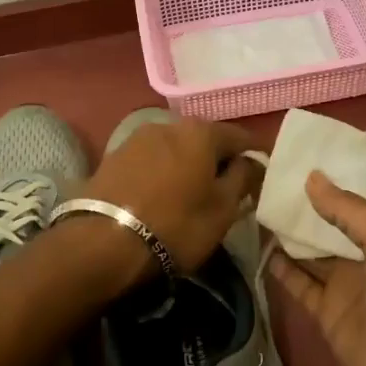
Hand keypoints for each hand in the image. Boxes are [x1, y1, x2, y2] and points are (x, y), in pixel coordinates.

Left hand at [82, 118, 262, 277]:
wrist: (103, 241)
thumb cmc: (176, 225)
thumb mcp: (222, 209)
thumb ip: (243, 178)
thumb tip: (252, 162)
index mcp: (200, 131)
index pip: (239, 136)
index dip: (254, 155)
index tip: (262, 174)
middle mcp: (169, 124)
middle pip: (204, 138)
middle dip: (217, 158)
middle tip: (226, 186)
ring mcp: (137, 138)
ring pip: (175, 147)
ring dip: (187, 164)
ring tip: (192, 192)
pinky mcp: (113, 156)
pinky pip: (151, 159)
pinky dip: (162, 171)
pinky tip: (162, 193)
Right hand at [269, 173, 365, 365]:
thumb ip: (351, 210)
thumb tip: (311, 176)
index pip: (363, 185)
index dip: (335, 165)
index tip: (298, 145)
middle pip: (331, 213)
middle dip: (302, 192)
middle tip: (262, 168)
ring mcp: (348, 281)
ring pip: (311, 244)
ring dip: (286, 225)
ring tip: (250, 197)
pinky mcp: (328, 312)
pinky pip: (298, 281)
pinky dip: (279, 264)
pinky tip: (255, 243)